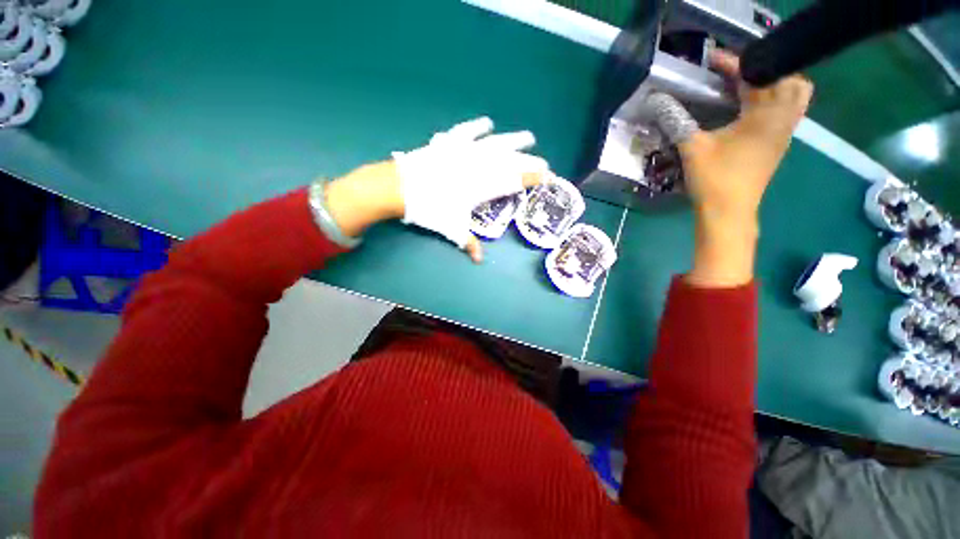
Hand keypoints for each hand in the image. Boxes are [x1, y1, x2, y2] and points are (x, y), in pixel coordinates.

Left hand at [323, 118, 548, 262]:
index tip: (548, 176)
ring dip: (513, 140)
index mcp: (483, 186)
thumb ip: (468, 243)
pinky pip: (466, 131)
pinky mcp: (448, 143)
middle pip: (510, 160)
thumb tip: (477, 261)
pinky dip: (477, 127)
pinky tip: (486, 123)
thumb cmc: (430, 208)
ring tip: (527, 137)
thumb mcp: (452, 228)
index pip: (514, 180)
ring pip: (494, 142)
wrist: (401, 187)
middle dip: (529, 160)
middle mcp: (478, 165)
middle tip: (544, 161)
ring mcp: (463, 150)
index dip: (533, 178)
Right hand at [670, 50, 812, 285]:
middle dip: (765, 71)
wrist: (729, 213)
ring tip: (741, 91)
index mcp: (766, 115)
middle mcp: (782, 119)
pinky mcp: (776, 145)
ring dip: (770, 87)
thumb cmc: (715, 180)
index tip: (713, 61)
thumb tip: (657, 102)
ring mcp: (783, 134)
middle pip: (791, 80)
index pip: (757, 74)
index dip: (735, 63)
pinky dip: (769, 103)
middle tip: (737, 77)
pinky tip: (744, 112)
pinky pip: (783, 113)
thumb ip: (677, 121)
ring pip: (792, 97)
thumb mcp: (693, 148)